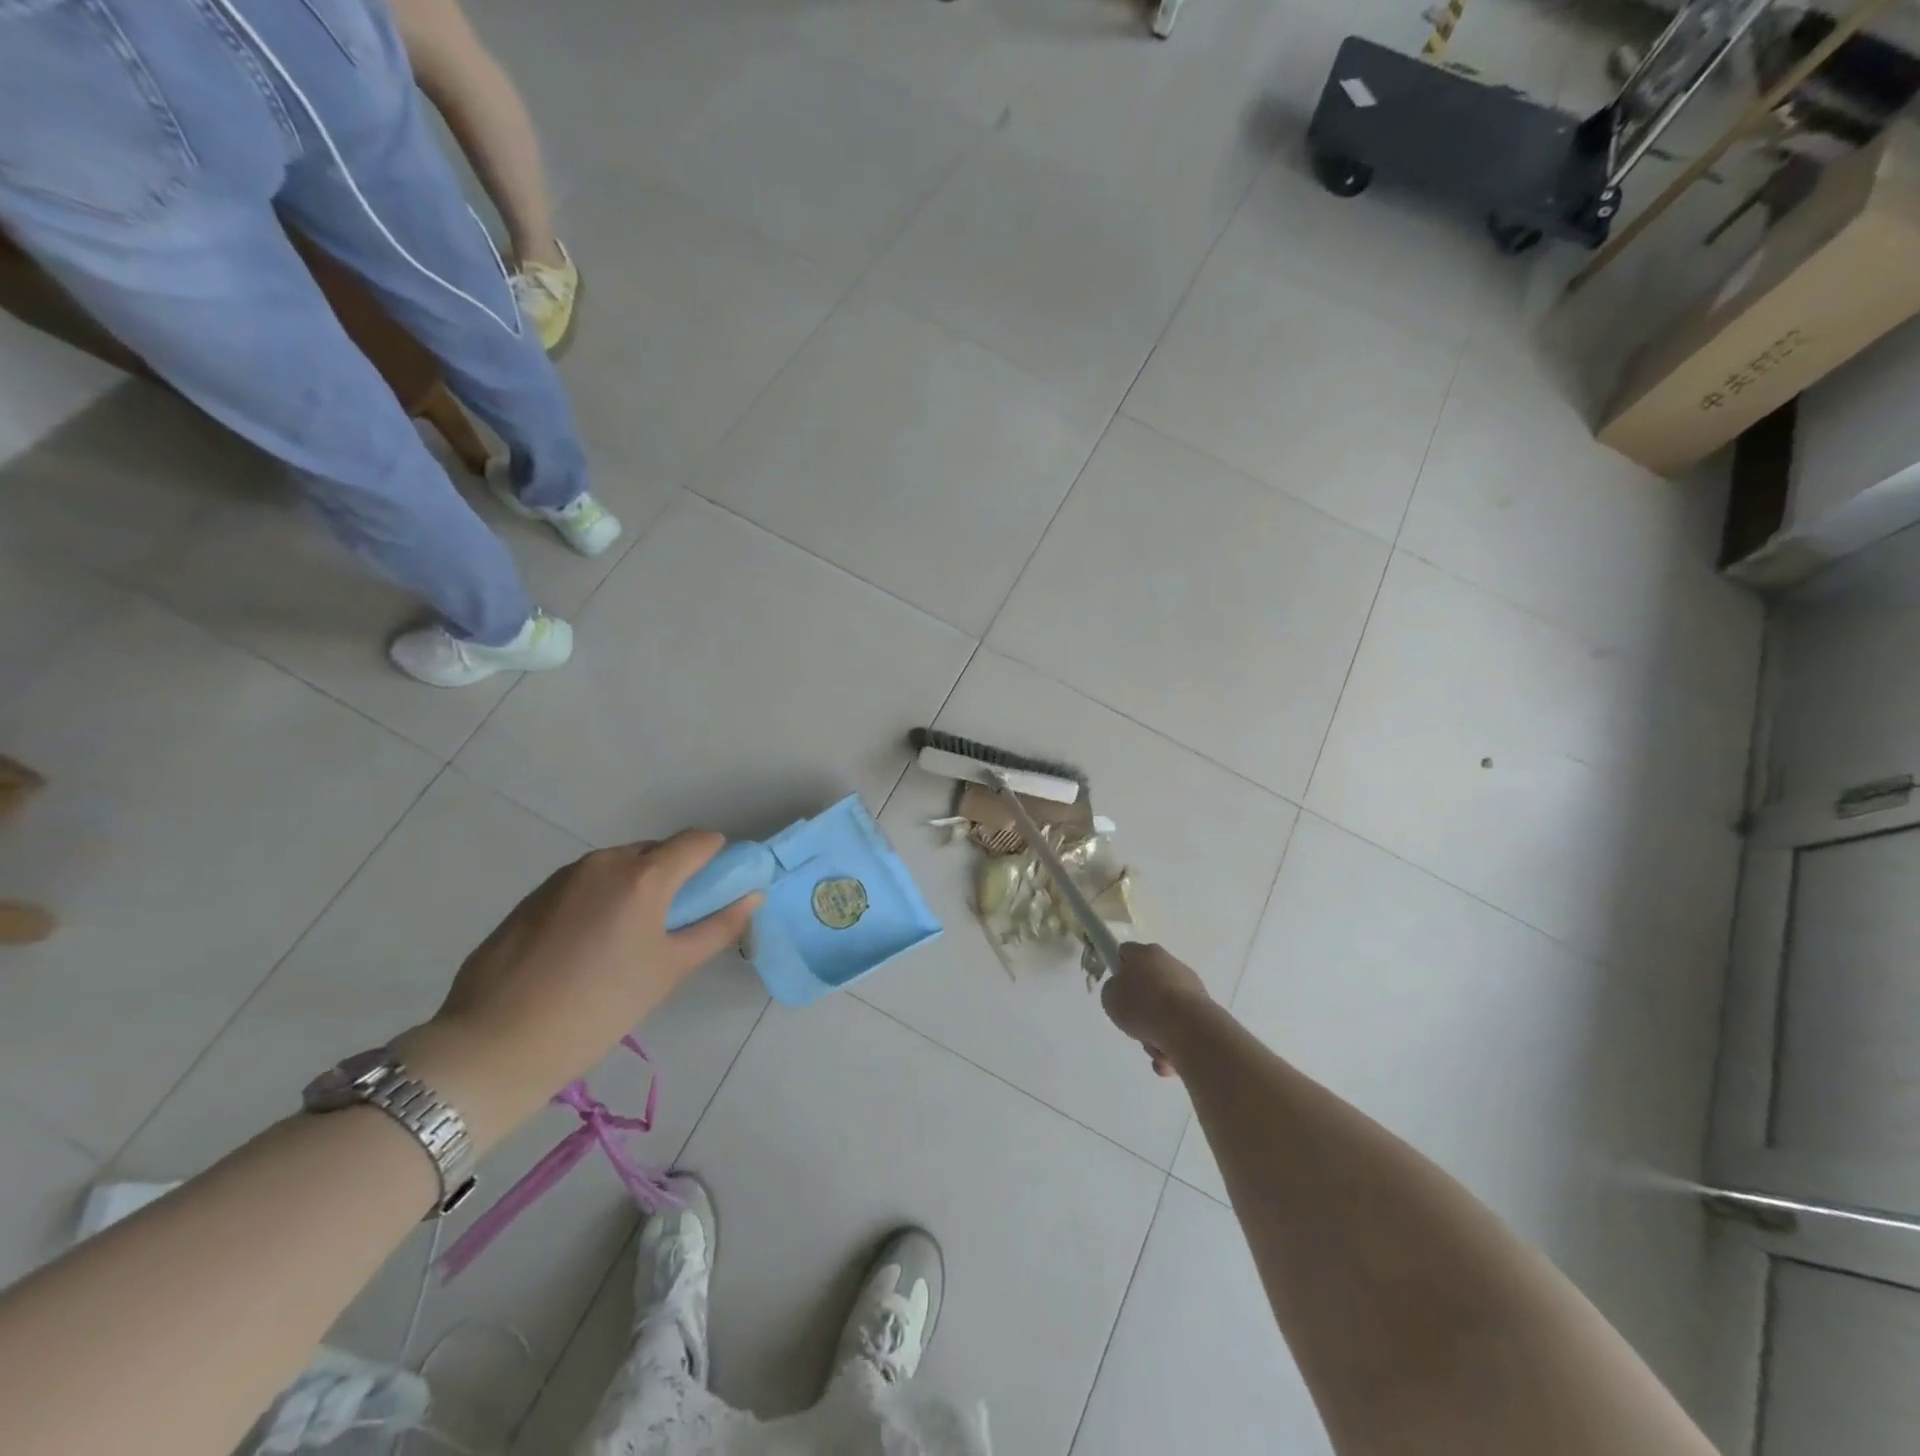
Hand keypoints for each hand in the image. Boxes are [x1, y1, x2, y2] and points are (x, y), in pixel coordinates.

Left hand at [396, 832, 759, 1147]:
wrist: (495, 1044)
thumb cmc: (599, 1008)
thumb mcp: (670, 970)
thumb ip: (718, 927)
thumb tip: (752, 896)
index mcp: (644, 875)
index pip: (699, 841)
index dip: (717, 860)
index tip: (716, 894)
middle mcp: (605, 861)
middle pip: (658, 852)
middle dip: (674, 878)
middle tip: (671, 927)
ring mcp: (564, 876)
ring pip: (620, 867)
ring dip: (636, 889)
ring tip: (624, 943)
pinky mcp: (534, 895)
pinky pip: (586, 884)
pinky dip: (601, 901)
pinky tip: (585, 949)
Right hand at [1101, 943, 1212, 1078]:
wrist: (1188, 1029)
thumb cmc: (1142, 1006)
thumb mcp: (1110, 997)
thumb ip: (1114, 991)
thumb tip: (1126, 993)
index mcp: (1146, 953)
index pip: (1126, 953)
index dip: (1118, 969)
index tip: (1116, 990)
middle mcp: (1170, 963)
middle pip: (1148, 985)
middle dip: (1141, 1008)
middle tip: (1133, 1024)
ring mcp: (1191, 987)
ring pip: (1165, 1011)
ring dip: (1157, 1031)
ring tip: (1154, 1049)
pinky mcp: (1205, 1010)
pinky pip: (1181, 1027)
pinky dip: (1174, 1043)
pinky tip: (1168, 1058)